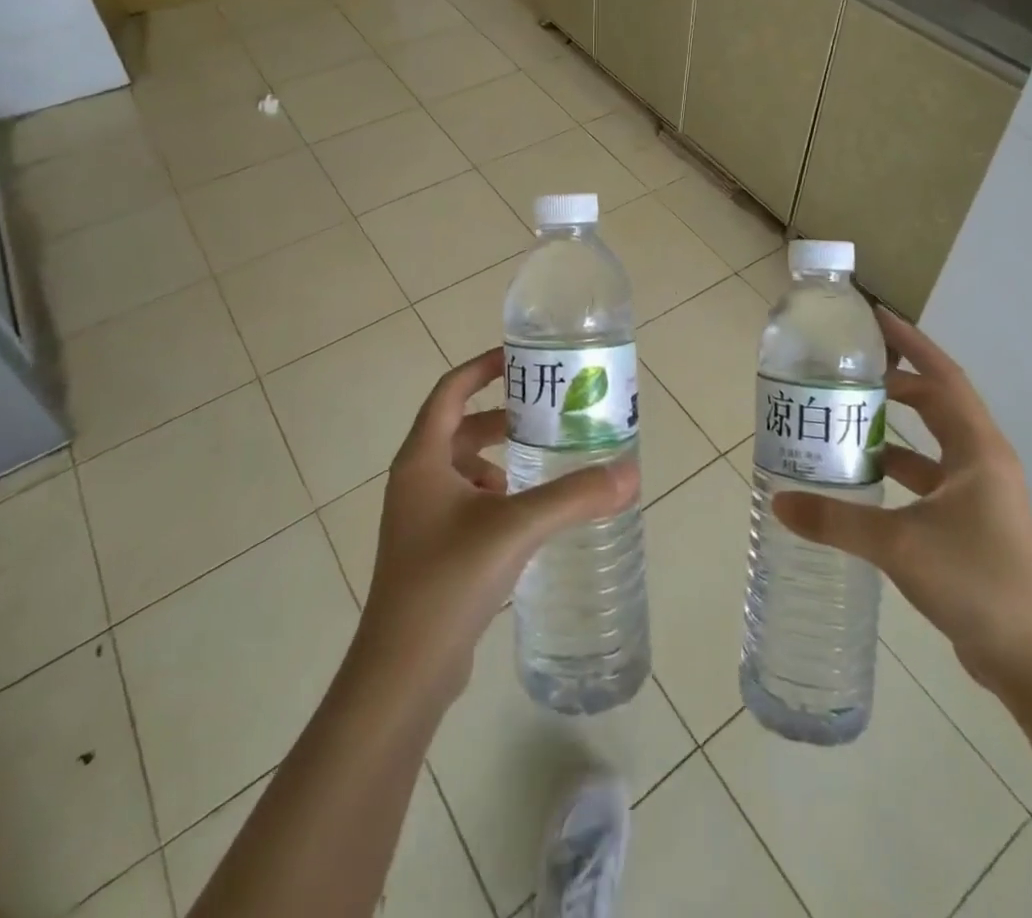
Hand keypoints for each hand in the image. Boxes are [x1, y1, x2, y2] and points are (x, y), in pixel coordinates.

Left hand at [354, 348, 639, 703]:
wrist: (402, 671)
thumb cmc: (448, 580)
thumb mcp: (515, 528)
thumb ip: (572, 497)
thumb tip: (629, 473)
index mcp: (422, 459)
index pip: (450, 392)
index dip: (482, 369)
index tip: (520, 359)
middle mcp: (416, 480)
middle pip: (459, 428)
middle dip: (502, 418)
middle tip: (547, 414)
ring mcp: (420, 518)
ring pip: (463, 468)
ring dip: (498, 459)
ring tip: (542, 465)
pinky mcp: (430, 551)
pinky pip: (465, 502)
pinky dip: (495, 495)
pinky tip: (526, 517)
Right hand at [771, 308, 1031, 690]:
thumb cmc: (975, 581)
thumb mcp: (899, 544)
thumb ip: (836, 520)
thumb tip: (780, 501)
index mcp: (977, 449)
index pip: (943, 377)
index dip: (911, 344)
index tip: (876, 319)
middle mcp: (982, 461)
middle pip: (937, 402)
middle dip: (897, 380)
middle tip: (850, 367)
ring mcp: (979, 493)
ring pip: (932, 441)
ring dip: (896, 425)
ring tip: (848, 414)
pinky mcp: (972, 521)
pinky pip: (929, 475)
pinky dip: (899, 465)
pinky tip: (865, 474)